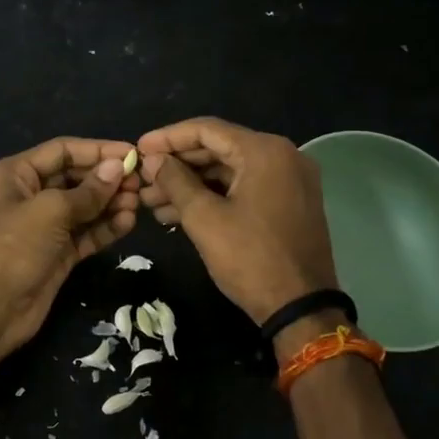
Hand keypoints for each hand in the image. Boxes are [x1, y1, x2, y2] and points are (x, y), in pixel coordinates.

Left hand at [0, 137, 139, 361]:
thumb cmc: (13, 248)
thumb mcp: (49, 211)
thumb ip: (87, 191)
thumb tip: (117, 167)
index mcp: (15, 175)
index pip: (62, 151)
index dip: (97, 150)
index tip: (131, 153)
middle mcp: (29, 196)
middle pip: (74, 177)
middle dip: (106, 179)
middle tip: (140, 182)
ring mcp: (43, 227)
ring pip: (83, 207)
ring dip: (110, 203)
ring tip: (138, 203)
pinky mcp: (57, 254)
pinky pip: (86, 233)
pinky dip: (106, 227)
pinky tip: (128, 222)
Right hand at [136, 117, 338, 327]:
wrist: (301, 309)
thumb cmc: (250, 258)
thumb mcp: (204, 218)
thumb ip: (175, 181)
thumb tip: (152, 160)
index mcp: (265, 151)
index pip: (206, 130)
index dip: (167, 138)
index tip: (138, 149)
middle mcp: (282, 155)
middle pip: (218, 148)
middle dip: (177, 165)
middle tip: (142, 179)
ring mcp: (289, 180)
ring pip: (229, 171)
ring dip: (191, 184)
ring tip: (152, 201)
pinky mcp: (289, 203)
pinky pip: (244, 188)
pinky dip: (213, 196)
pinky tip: (179, 211)